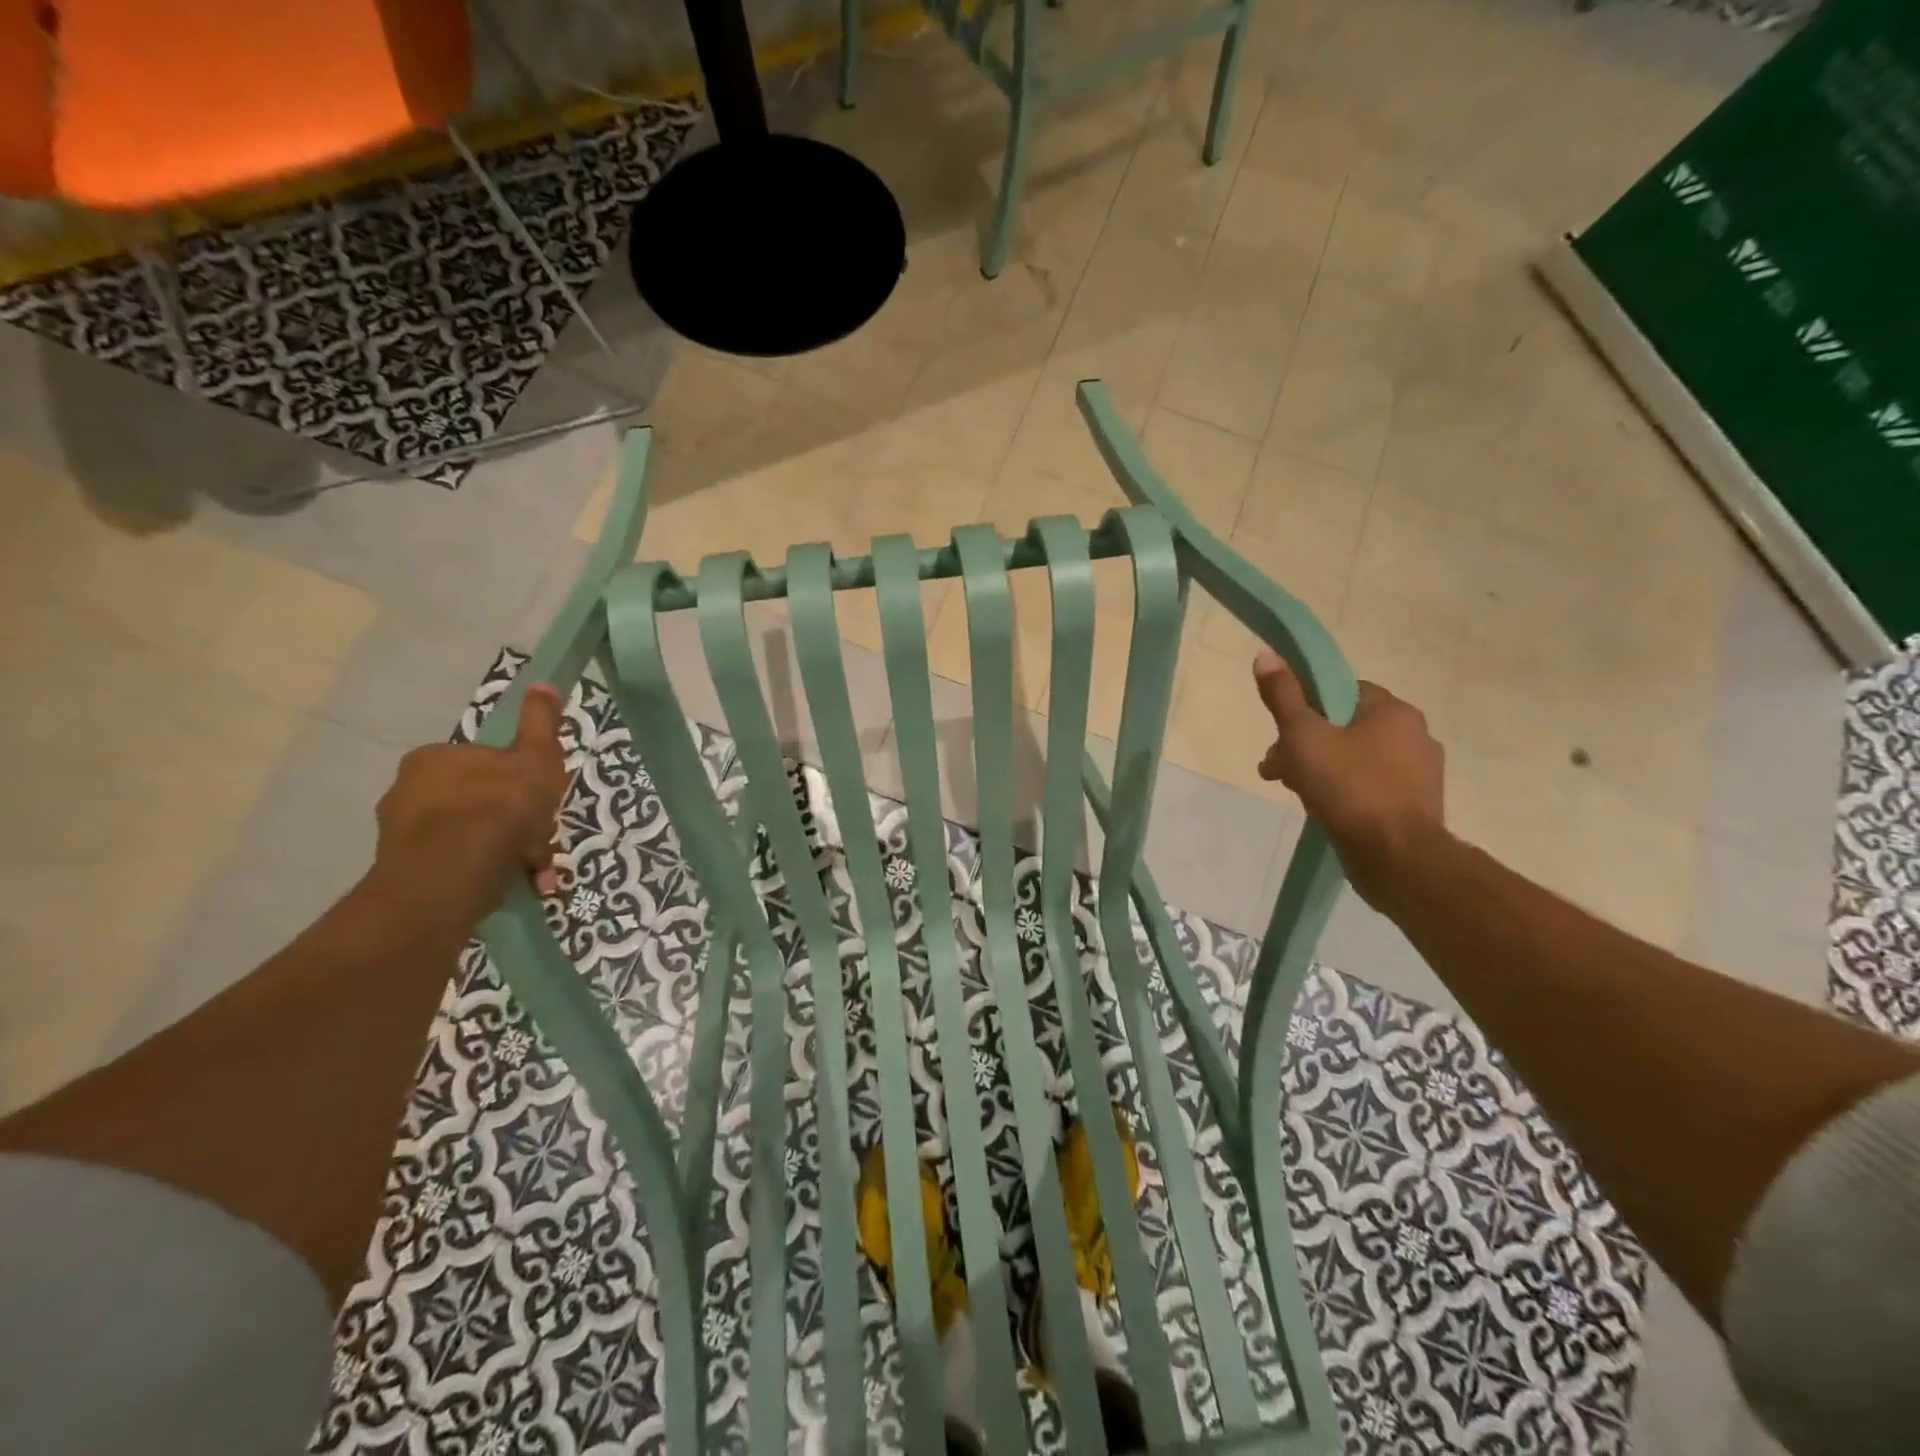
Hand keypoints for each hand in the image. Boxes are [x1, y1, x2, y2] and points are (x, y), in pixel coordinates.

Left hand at [371, 684, 569, 922]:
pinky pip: (456, 867)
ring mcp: (401, 835)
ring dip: (503, 851)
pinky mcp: (404, 873)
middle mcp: (406, 791)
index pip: (481, 764)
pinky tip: (512, 882)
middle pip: (474, 802)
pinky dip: (485, 873)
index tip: (538, 802)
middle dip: (510, 822)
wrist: (457, 867)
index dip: (515, 782)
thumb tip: (543, 684)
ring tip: (534, 869)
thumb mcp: (536, 755)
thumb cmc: (500, 802)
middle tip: (540, 840)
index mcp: (434, 758)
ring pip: (468, 838)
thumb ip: (540, 722)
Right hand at [1253, 651, 1445, 907]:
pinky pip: (1371, 787)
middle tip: (1276, 770)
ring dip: (1321, 770)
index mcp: (1393, 711)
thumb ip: (1284, 697)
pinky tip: (1324, 810)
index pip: (1343, 691)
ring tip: (1295, 794)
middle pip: (1346, 727)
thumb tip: (1266, 655)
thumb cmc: (1348, 786)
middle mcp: (1415, 735)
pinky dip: (1345, 793)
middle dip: (1306, 745)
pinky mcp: (1415, 807)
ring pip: (1357, 759)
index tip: (1283, 732)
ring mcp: (1419, 774)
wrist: (1396, 857)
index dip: (1307, 707)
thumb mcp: (1304, 736)